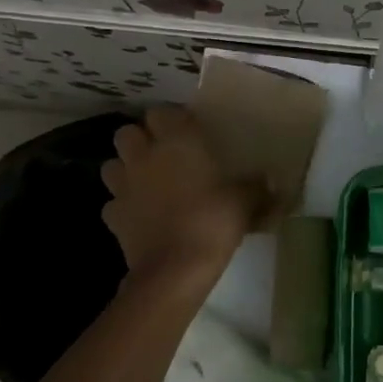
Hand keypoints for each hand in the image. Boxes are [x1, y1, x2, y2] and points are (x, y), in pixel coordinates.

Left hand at [100, 107, 261, 291]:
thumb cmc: (211, 222)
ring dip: (125, 168)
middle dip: (140, 139)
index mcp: (177, 141)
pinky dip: (122, 205)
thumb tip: (270, 182)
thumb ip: (256, 187)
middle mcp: (144, 156)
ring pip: (112, 164)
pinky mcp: (113, 216)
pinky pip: (112, 202)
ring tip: (145, 181)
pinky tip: (139, 215)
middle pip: (127, 132)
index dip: (171, 119)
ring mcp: (123, 186)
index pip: (162, 112)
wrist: (174, 270)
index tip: (188, 132)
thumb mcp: (244, 202)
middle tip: (162, 154)